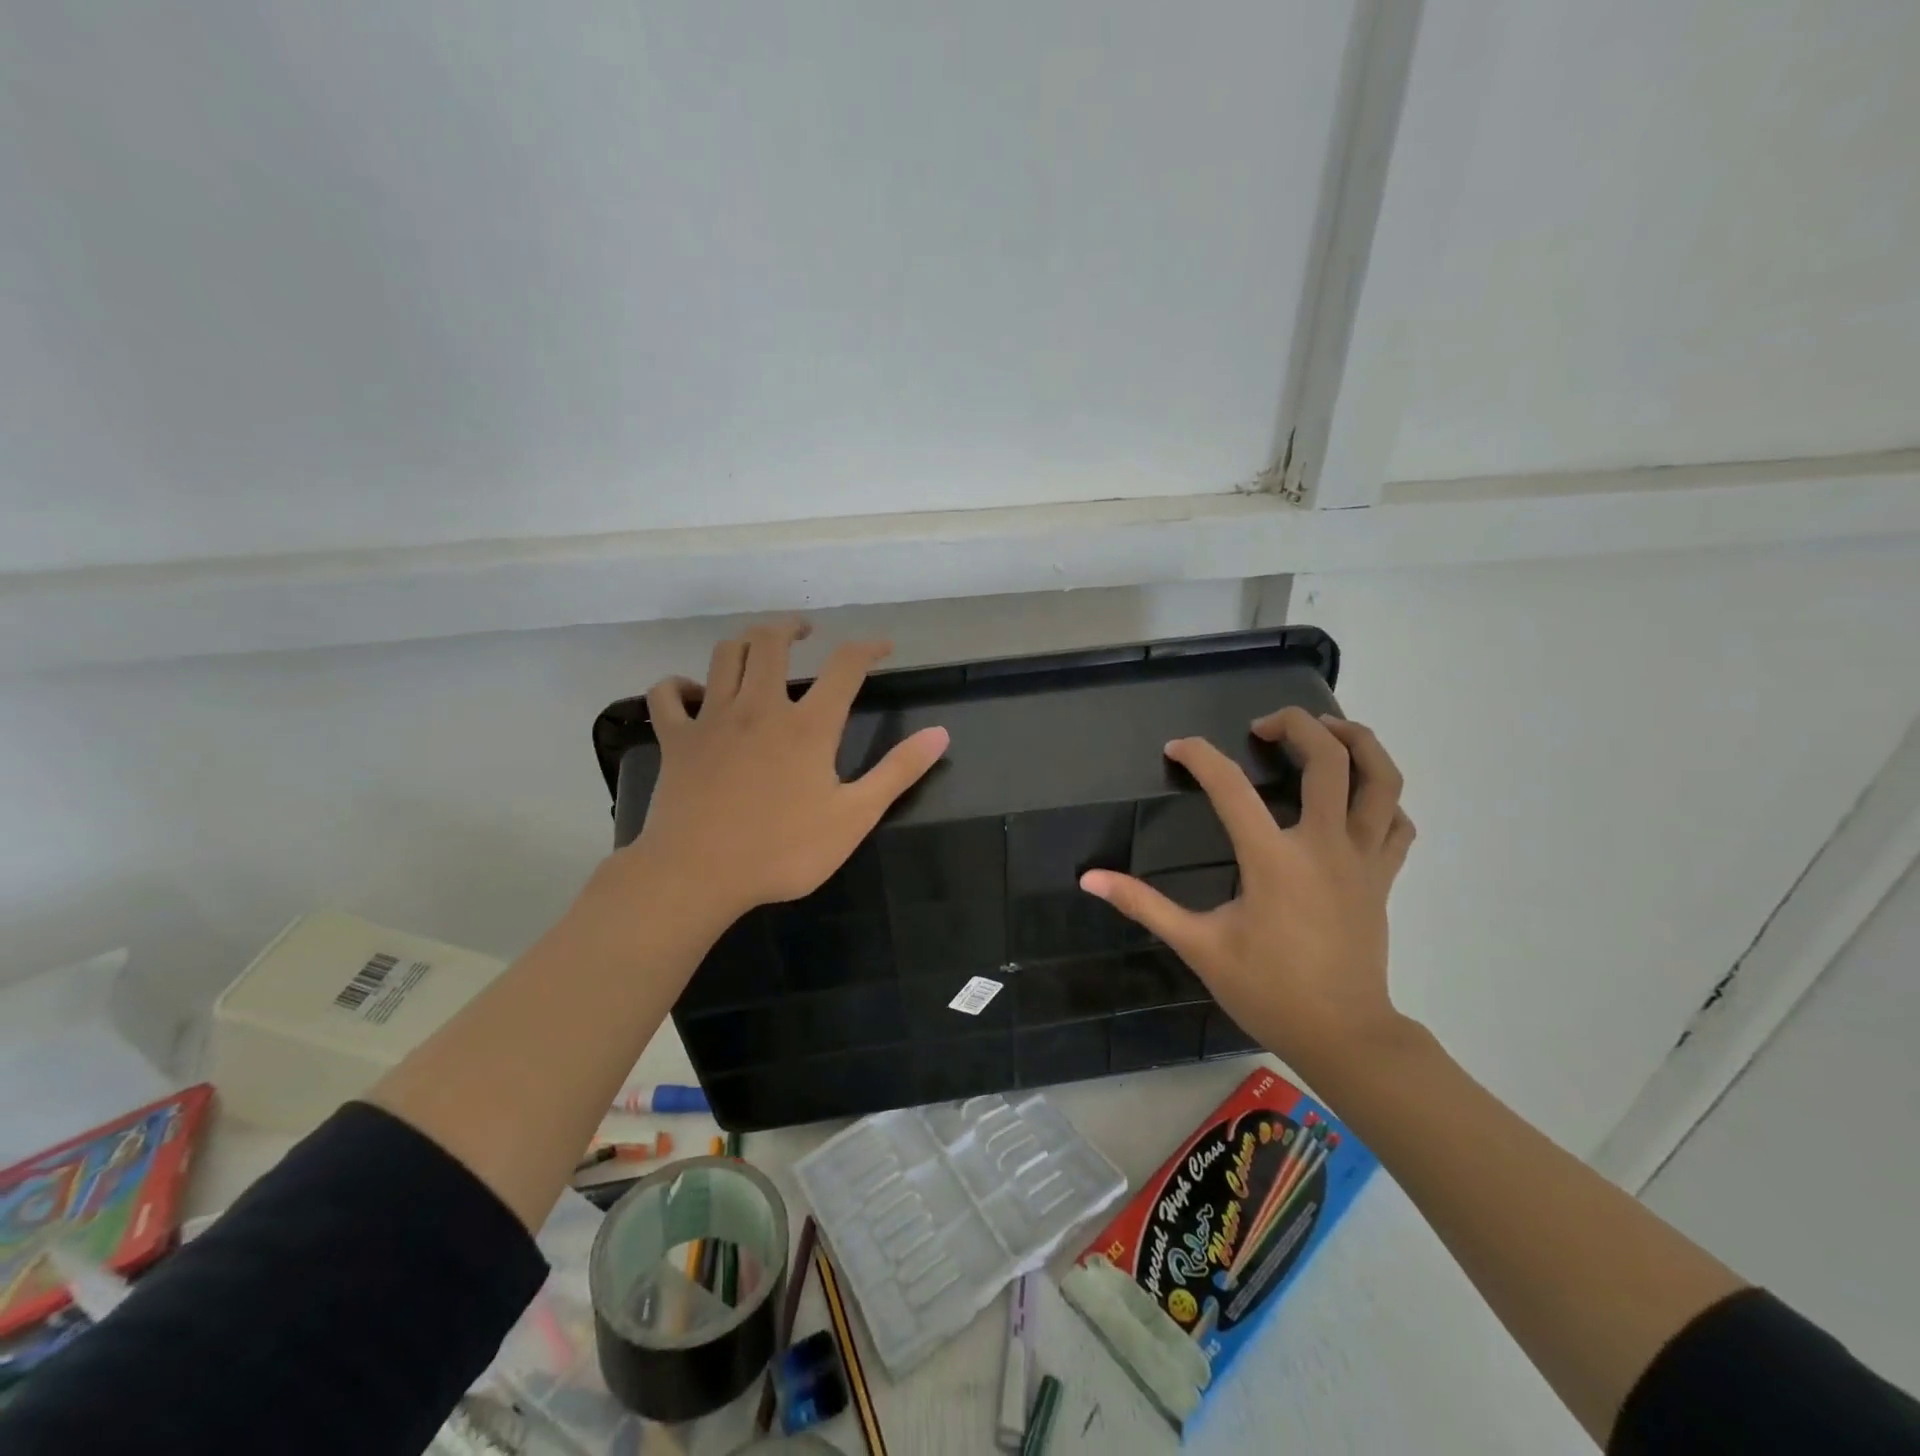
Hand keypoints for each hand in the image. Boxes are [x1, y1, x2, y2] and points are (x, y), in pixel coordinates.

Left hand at [610, 620, 949, 928]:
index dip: (868, 648)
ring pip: (724, 656)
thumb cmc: (782, 851)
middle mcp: (760, 707)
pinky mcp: (676, 739)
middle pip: (771, 642)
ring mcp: (712, 719)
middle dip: (791, 628)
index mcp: (808, 725)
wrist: (698, 875)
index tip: (882, 646)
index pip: (845, 666)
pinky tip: (692, 691)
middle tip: (805, 634)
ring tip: (758, 649)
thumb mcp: (854, 817)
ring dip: (743, 643)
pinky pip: (667, 694)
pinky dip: (678, 684)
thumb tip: (941, 733)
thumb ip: (897, 771)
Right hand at [1080, 709, 1415, 1075]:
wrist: (1344, 1036)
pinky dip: (1381, 797)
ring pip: (1381, 779)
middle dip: (1296, 725)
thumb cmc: (1268, 990)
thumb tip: (1090, 878)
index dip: (1199, 757)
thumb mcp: (1198, 946)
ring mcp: (1363, 859)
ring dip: (1356, 742)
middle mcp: (1324, 845)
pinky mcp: (1383, 877)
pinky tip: (1356, 796)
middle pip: (1328, 759)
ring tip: (1326, 730)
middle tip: (1262, 726)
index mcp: (1273, 859)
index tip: (1176, 749)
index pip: (1231, 786)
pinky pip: (1396, 822)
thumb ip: (1143, 905)